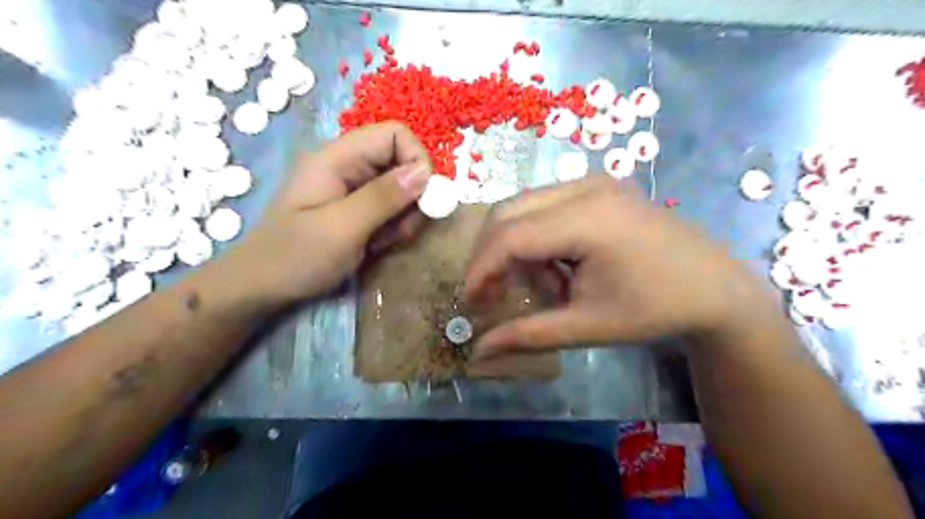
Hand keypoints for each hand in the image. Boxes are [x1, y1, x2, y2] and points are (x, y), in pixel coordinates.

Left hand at [230, 121, 436, 303]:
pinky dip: (394, 226)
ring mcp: (351, 188)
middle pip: (400, 162)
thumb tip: (425, 171)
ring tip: (384, 242)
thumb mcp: (342, 228)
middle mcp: (347, 166)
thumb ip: (384, 197)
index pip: (393, 135)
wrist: (262, 287)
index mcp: (336, 158)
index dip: (417, 159)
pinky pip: (390, 208)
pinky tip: (377, 245)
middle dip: (412, 196)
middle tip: (402, 230)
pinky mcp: (356, 208)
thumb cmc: (296, 257)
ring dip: (404, 216)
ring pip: (400, 188)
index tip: (425, 197)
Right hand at [467, 174, 774, 357]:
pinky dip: (537, 237)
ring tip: (546, 286)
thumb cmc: (655, 310)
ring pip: (523, 207)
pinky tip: (561, 266)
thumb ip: (528, 335)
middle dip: (490, 255)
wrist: (717, 289)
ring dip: (517, 247)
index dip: (481, 269)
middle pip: (509, 211)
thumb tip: (478, 351)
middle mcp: (586, 187)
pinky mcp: (599, 188)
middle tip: (493, 293)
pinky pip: (545, 206)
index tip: (471, 302)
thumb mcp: (588, 326)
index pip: (510, 236)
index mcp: (589, 218)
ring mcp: (595, 182)